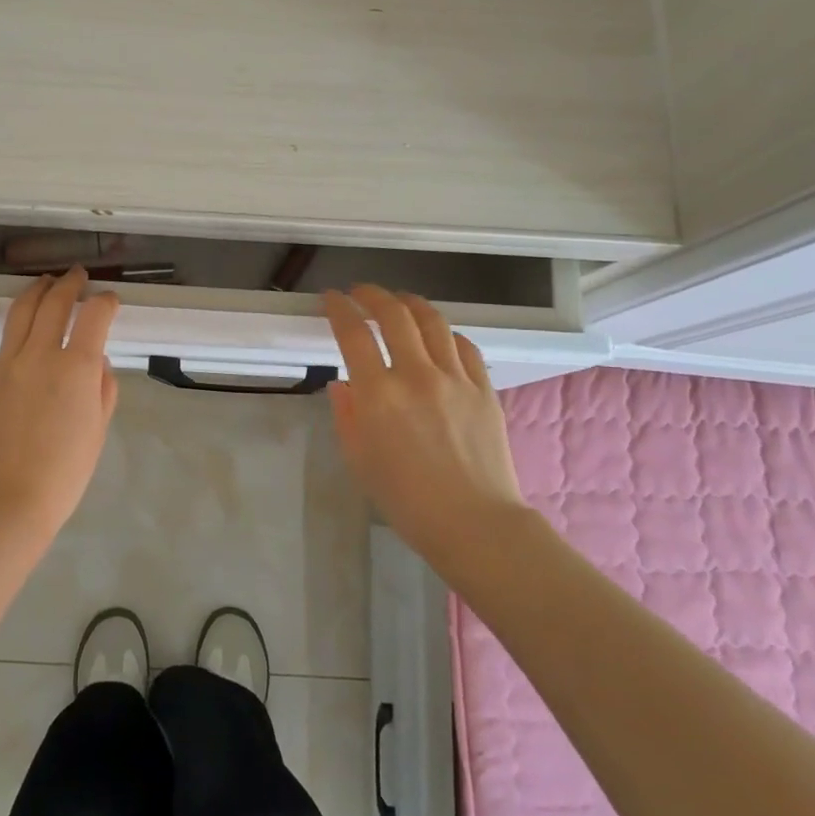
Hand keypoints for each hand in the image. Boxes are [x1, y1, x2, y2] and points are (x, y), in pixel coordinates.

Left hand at [0, 267, 120, 533]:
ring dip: (35, 291)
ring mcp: (5, 364)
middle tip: (77, 276)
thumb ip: (102, 388)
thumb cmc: (64, 473)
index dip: (106, 302)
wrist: (8, 501)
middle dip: (70, 285)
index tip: (110, 301)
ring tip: (44, 281)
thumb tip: (96, 360)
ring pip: (19, 312)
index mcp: (76, 368)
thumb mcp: (98, 430)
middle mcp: (40, 355)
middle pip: (55, 304)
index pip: (95, 316)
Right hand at [323, 285, 527, 556]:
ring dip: (411, 303)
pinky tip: (438, 335)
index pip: (353, 334)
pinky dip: (445, 332)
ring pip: (432, 321)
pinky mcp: (483, 388)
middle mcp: (416, 375)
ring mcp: (455, 378)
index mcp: (378, 395)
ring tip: (400, 301)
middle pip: (394, 314)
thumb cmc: (406, 500)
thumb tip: (342, 384)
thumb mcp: (358, 460)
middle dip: (373, 295)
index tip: (331, 298)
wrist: (473, 523)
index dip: (339, 308)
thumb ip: (346, 415)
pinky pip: (463, 345)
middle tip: (361, 293)